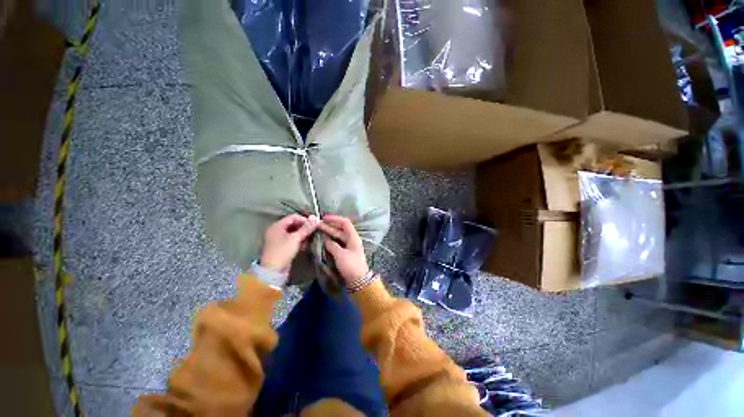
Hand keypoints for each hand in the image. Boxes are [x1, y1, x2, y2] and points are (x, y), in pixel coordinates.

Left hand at [260, 214, 319, 271]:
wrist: (273, 271)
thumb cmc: (283, 251)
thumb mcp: (296, 238)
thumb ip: (306, 228)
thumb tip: (316, 218)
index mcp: (277, 226)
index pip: (293, 217)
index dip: (304, 219)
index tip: (314, 225)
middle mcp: (276, 230)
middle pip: (293, 224)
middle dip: (304, 227)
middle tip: (314, 230)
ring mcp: (278, 239)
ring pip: (293, 232)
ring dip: (303, 234)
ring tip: (311, 237)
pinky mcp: (282, 247)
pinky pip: (292, 240)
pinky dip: (299, 240)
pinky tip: (306, 243)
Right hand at [318, 215, 369, 284]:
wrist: (358, 281)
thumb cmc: (351, 266)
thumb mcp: (340, 254)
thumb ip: (332, 245)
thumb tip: (325, 240)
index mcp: (353, 237)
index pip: (345, 222)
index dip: (335, 219)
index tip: (324, 218)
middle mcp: (351, 239)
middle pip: (340, 229)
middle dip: (329, 226)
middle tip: (317, 225)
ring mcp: (348, 246)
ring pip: (337, 236)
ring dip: (328, 233)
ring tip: (317, 231)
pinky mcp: (345, 253)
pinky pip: (337, 243)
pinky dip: (330, 241)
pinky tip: (322, 241)